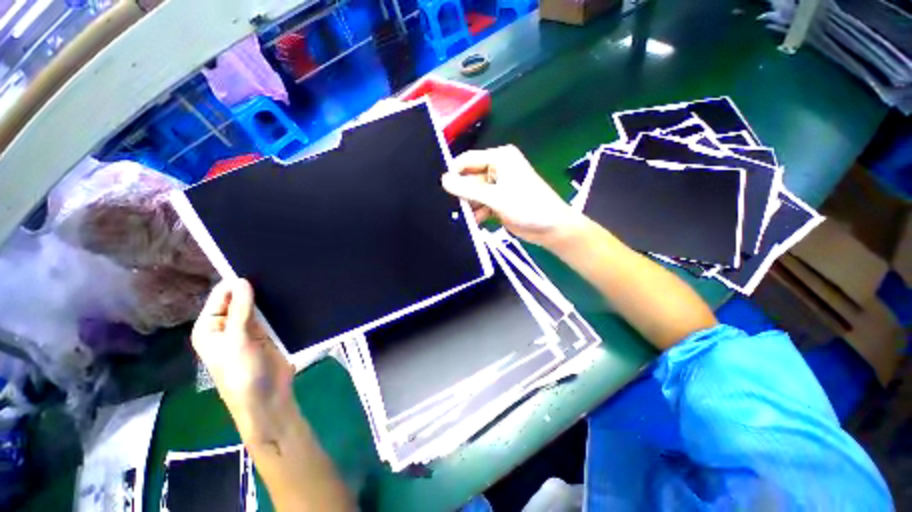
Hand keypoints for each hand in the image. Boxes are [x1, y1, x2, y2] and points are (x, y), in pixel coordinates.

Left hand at [192, 279, 294, 437]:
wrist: (268, 398)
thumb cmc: (243, 374)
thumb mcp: (238, 341)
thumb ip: (240, 311)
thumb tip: (242, 281)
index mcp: (210, 327)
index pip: (221, 296)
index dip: (237, 283)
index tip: (258, 268)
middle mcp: (227, 326)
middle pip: (240, 299)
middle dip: (255, 289)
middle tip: (276, 273)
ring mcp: (249, 330)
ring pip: (258, 306)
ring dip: (269, 297)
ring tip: (286, 281)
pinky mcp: (268, 333)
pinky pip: (272, 314)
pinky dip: (278, 306)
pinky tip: (290, 296)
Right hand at [441, 145, 582, 246]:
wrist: (550, 228)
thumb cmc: (527, 206)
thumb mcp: (496, 197)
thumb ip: (468, 189)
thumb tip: (444, 180)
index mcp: (499, 158)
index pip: (467, 160)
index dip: (454, 174)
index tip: (442, 190)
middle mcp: (497, 169)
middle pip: (469, 178)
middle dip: (462, 193)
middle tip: (453, 207)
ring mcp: (497, 187)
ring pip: (474, 194)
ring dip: (469, 205)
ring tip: (464, 217)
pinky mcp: (498, 202)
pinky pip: (480, 205)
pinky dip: (477, 213)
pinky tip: (474, 222)